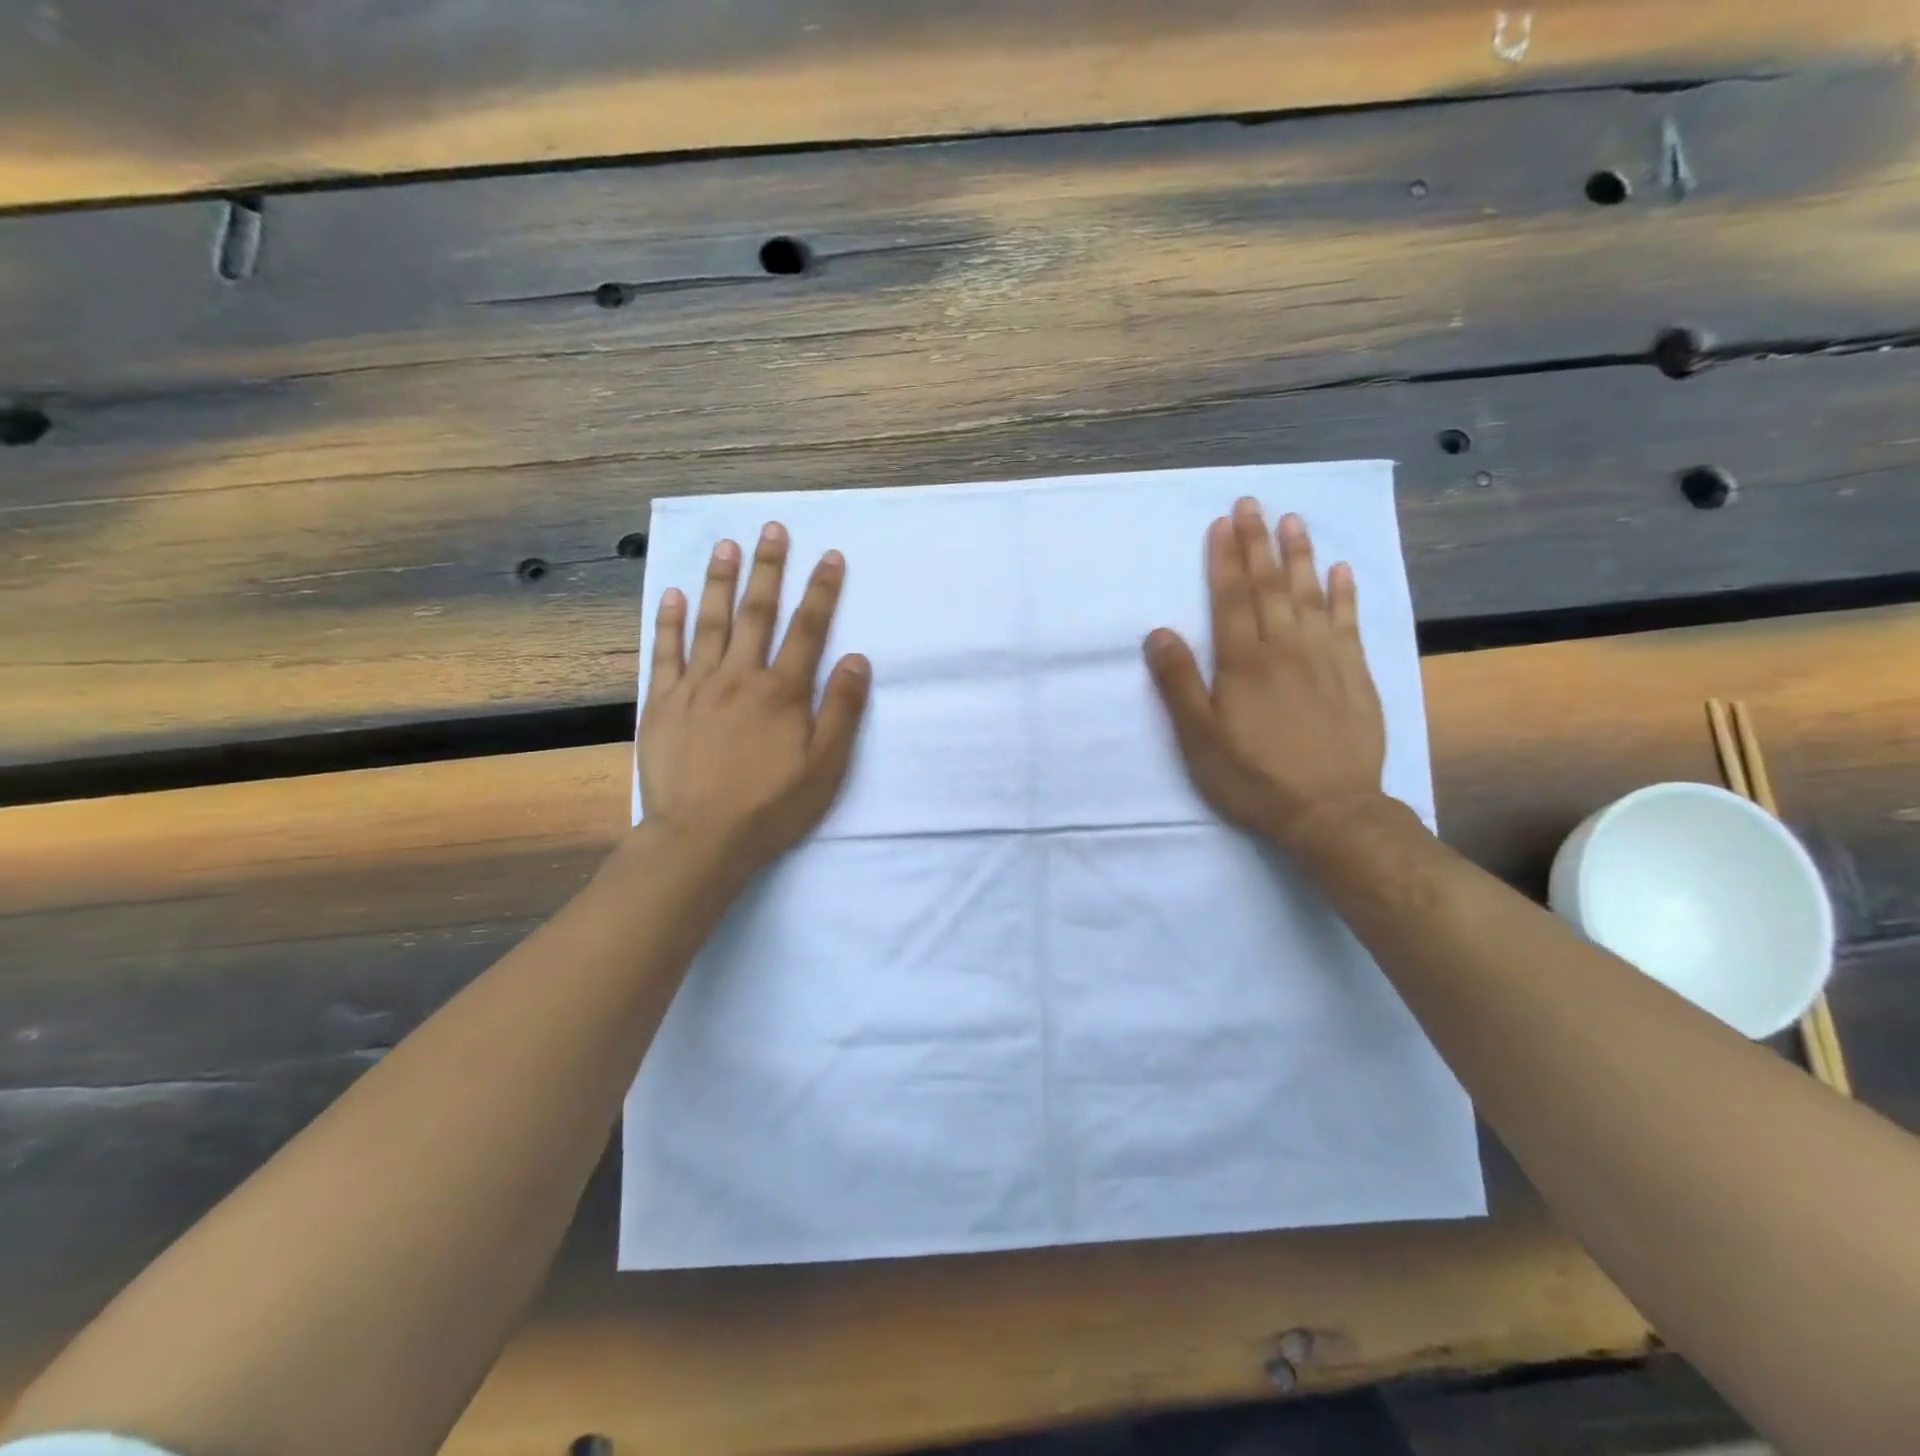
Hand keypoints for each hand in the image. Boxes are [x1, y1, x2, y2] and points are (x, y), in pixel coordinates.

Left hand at [639, 523, 870, 875]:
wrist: (701, 838)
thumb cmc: (771, 806)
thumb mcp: (825, 766)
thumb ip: (841, 710)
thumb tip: (857, 659)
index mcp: (782, 692)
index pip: (808, 629)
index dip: (822, 591)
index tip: (830, 556)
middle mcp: (739, 677)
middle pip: (757, 613)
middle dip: (768, 569)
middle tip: (772, 529)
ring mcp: (696, 687)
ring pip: (710, 623)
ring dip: (720, 581)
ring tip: (727, 545)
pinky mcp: (662, 704)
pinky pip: (665, 652)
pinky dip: (670, 622)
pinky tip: (674, 595)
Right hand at [1144, 499, 1386, 848]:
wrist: (1330, 811)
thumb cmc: (1254, 777)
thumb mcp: (1199, 739)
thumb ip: (1179, 683)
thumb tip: (1159, 633)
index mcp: (1244, 662)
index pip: (1232, 598)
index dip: (1226, 559)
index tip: (1222, 524)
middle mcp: (1285, 648)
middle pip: (1270, 586)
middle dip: (1258, 543)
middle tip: (1252, 503)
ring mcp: (1326, 658)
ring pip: (1310, 595)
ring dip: (1300, 555)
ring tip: (1293, 521)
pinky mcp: (1356, 675)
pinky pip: (1350, 622)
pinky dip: (1345, 594)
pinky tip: (1342, 571)